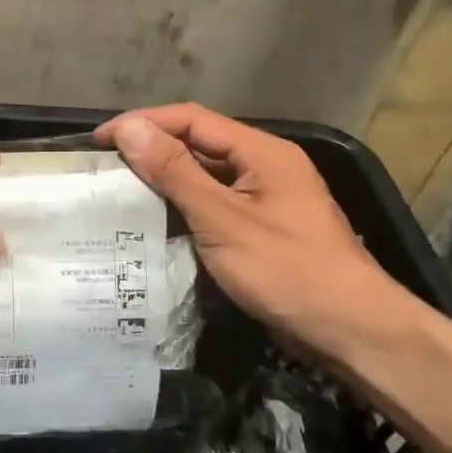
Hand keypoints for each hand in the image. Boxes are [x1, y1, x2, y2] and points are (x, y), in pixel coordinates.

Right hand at [97, 103, 421, 361]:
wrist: (352, 332)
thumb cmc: (288, 271)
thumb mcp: (223, 220)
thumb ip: (175, 172)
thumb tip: (130, 129)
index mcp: (263, 153)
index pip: (192, 120)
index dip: (143, 124)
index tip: (100, 141)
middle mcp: (266, 167)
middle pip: (199, 144)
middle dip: (151, 150)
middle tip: (105, 169)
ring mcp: (266, 200)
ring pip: (205, 177)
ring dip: (164, 181)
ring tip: (118, 193)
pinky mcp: (262, 230)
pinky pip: (214, 206)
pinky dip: (182, 209)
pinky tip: (153, 224)